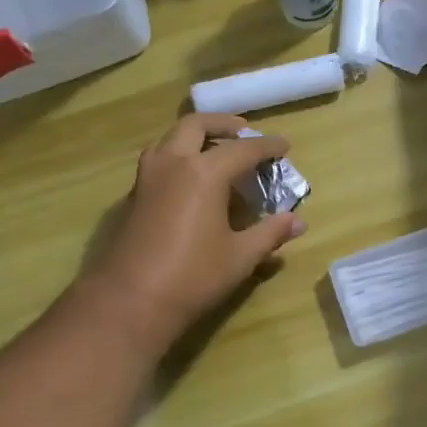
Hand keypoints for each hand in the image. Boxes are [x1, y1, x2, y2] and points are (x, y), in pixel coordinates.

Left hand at [84, 114, 304, 353]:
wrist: (129, 302)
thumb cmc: (193, 277)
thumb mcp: (240, 256)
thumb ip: (270, 233)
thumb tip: (297, 222)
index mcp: (204, 172)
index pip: (244, 149)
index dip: (268, 146)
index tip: (285, 145)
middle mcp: (173, 163)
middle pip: (197, 125)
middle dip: (224, 124)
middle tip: (245, 131)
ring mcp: (147, 178)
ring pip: (170, 138)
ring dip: (195, 136)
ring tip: (215, 150)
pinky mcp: (133, 196)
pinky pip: (158, 160)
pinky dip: (178, 156)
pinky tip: (191, 181)